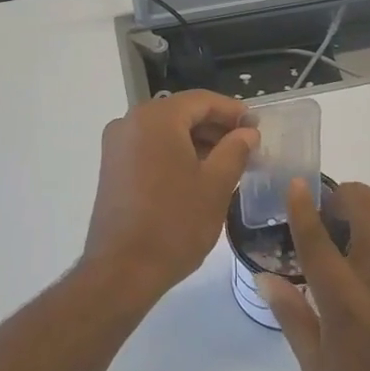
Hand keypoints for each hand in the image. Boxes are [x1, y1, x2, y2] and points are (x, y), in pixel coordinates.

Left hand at [83, 91, 258, 293]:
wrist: (122, 270)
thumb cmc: (175, 223)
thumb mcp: (216, 185)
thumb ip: (235, 150)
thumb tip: (247, 133)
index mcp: (156, 118)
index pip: (202, 100)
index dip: (233, 111)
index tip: (257, 128)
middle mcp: (130, 122)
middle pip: (182, 113)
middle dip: (216, 127)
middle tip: (247, 146)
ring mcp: (117, 145)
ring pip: (166, 131)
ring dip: (197, 141)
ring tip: (228, 163)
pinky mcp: (112, 167)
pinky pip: (150, 148)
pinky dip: (176, 153)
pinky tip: (199, 175)